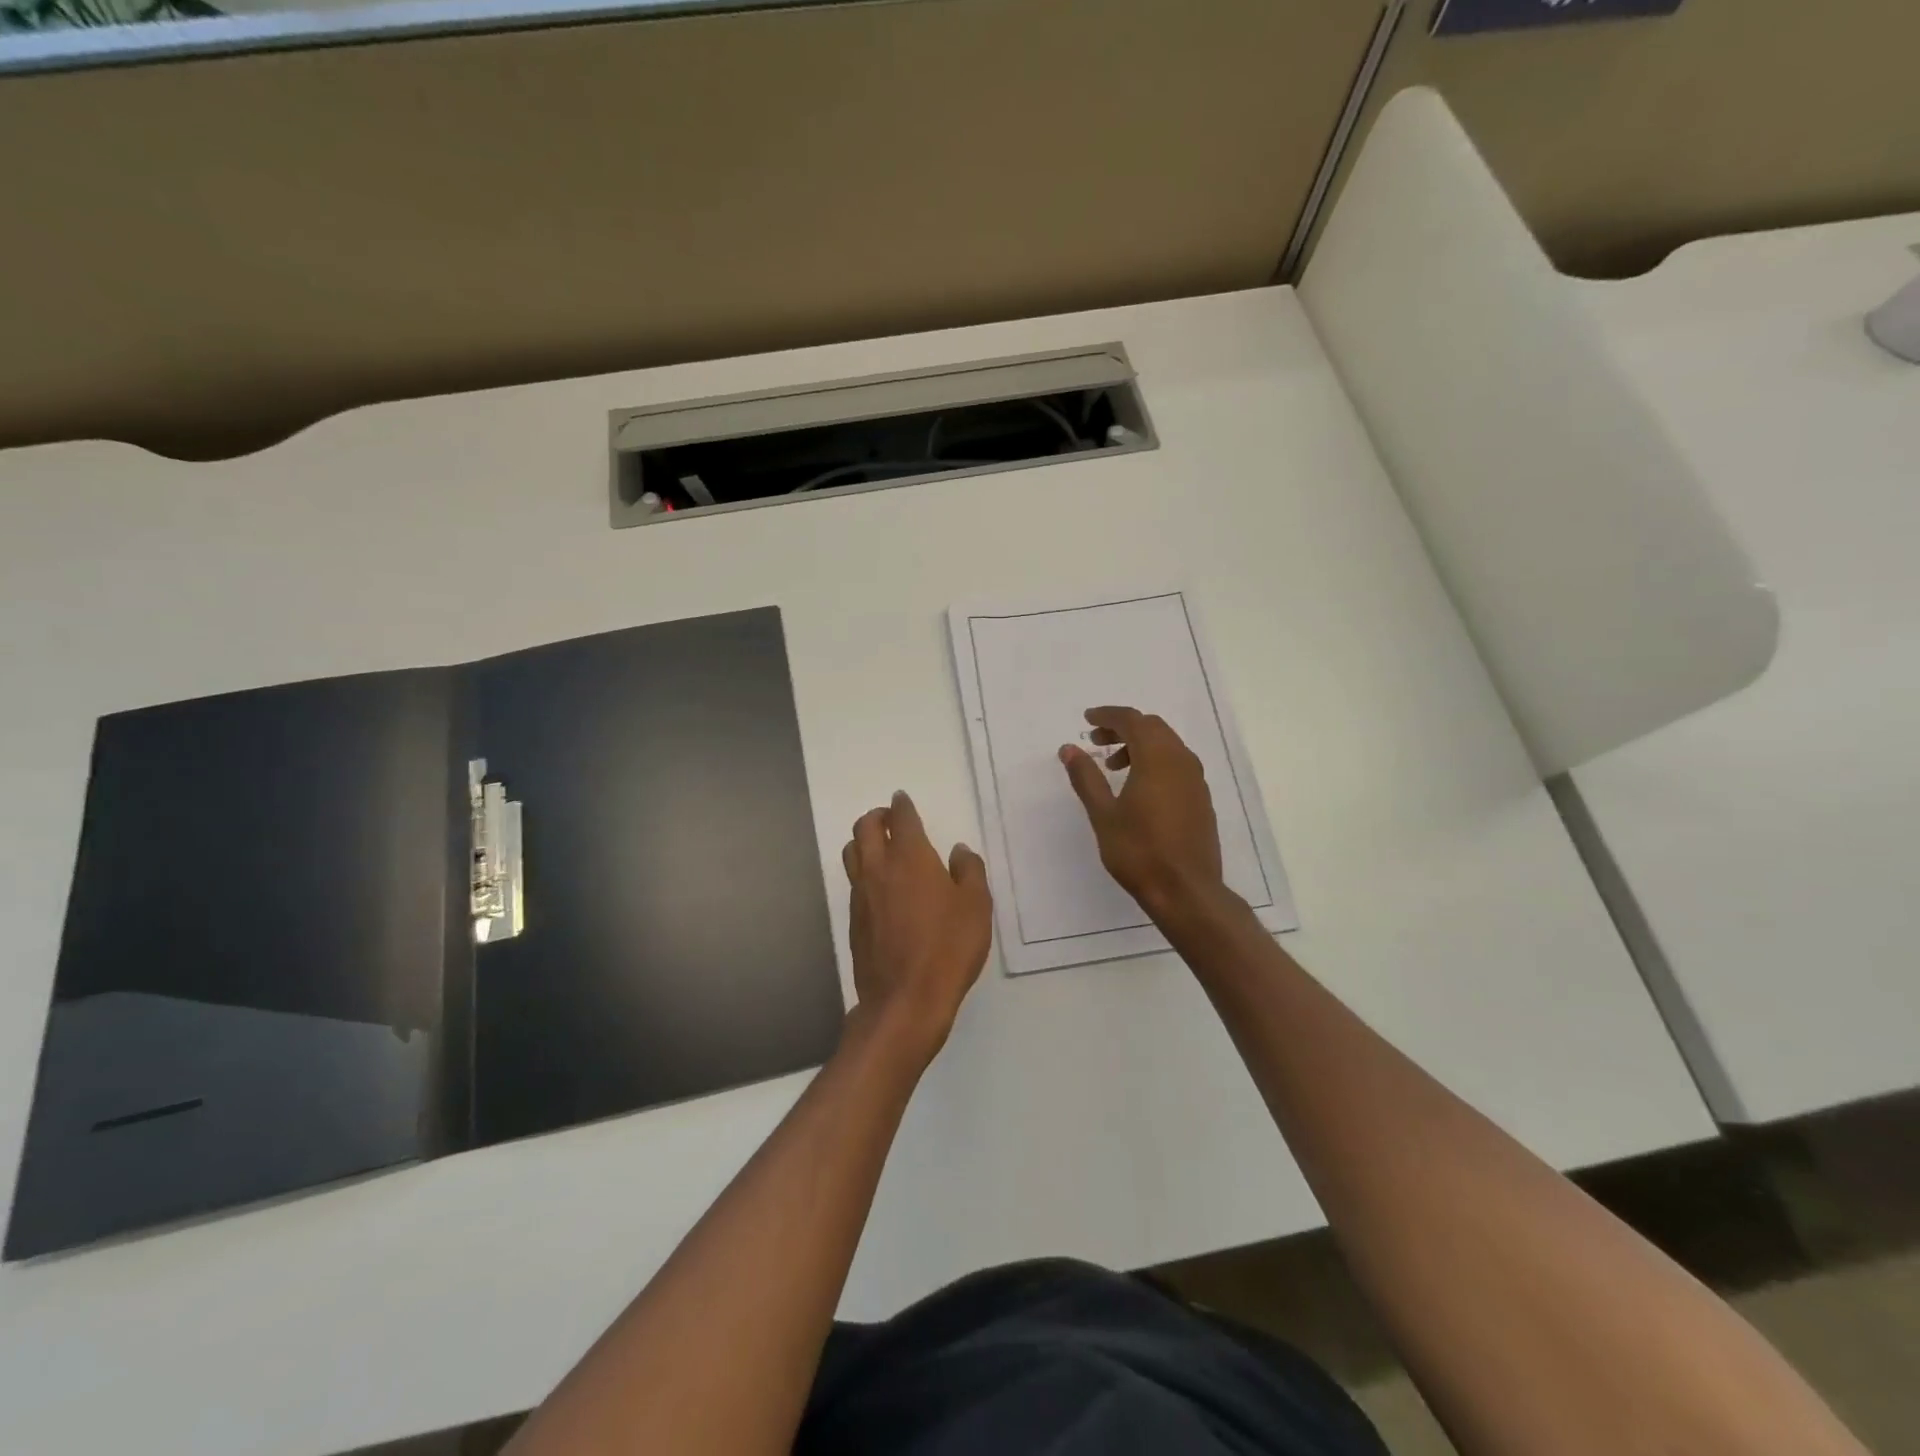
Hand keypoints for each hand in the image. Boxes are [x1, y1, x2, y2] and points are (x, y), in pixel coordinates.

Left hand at [842, 792, 991, 1065]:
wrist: (906, 1000)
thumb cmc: (948, 948)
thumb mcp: (977, 907)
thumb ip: (970, 871)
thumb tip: (959, 851)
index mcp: (910, 858)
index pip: (900, 818)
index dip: (902, 805)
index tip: (902, 800)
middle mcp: (879, 869)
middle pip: (864, 827)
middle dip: (877, 816)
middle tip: (891, 819)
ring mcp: (861, 895)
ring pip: (852, 852)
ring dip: (863, 841)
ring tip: (880, 848)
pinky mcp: (853, 920)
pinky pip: (854, 882)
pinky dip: (864, 871)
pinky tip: (881, 887)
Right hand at [1059, 706, 1226, 921]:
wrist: (1186, 891)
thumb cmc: (1139, 851)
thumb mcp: (1103, 814)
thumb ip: (1086, 777)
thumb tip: (1069, 748)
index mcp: (1157, 759)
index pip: (1132, 720)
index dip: (1108, 716)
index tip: (1087, 720)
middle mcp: (1181, 761)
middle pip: (1152, 728)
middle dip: (1123, 728)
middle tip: (1096, 741)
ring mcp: (1196, 780)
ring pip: (1167, 745)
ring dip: (1139, 745)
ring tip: (1113, 767)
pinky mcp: (1201, 798)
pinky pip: (1177, 764)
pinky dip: (1155, 761)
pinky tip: (1139, 787)